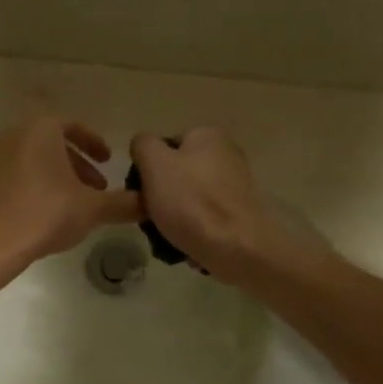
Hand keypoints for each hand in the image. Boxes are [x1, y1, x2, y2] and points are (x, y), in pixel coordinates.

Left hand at [0, 117, 141, 274]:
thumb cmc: (46, 214)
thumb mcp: (92, 209)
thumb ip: (123, 203)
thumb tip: (150, 203)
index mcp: (41, 129)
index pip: (73, 126)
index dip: (95, 143)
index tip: (108, 161)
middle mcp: (13, 134)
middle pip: (52, 142)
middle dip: (78, 163)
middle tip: (97, 186)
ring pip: (33, 159)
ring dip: (57, 175)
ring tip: (74, 202)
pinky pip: (15, 174)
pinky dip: (34, 184)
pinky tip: (45, 211)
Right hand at [129, 127, 287, 279]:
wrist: (236, 248)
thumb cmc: (191, 202)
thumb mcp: (155, 165)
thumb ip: (143, 146)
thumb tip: (142, 146)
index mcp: (207, 135)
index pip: (164, 147)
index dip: (148, 170)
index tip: (141, 194)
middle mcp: (227, 153)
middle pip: (178, 173)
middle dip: (161, 196)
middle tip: (150, 218)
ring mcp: (236, 184)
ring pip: (190, 198)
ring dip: (175, 216)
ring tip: (166, 237)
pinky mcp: (240, 213)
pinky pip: (206, 218)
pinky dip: (194, 229)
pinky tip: (187, 244)